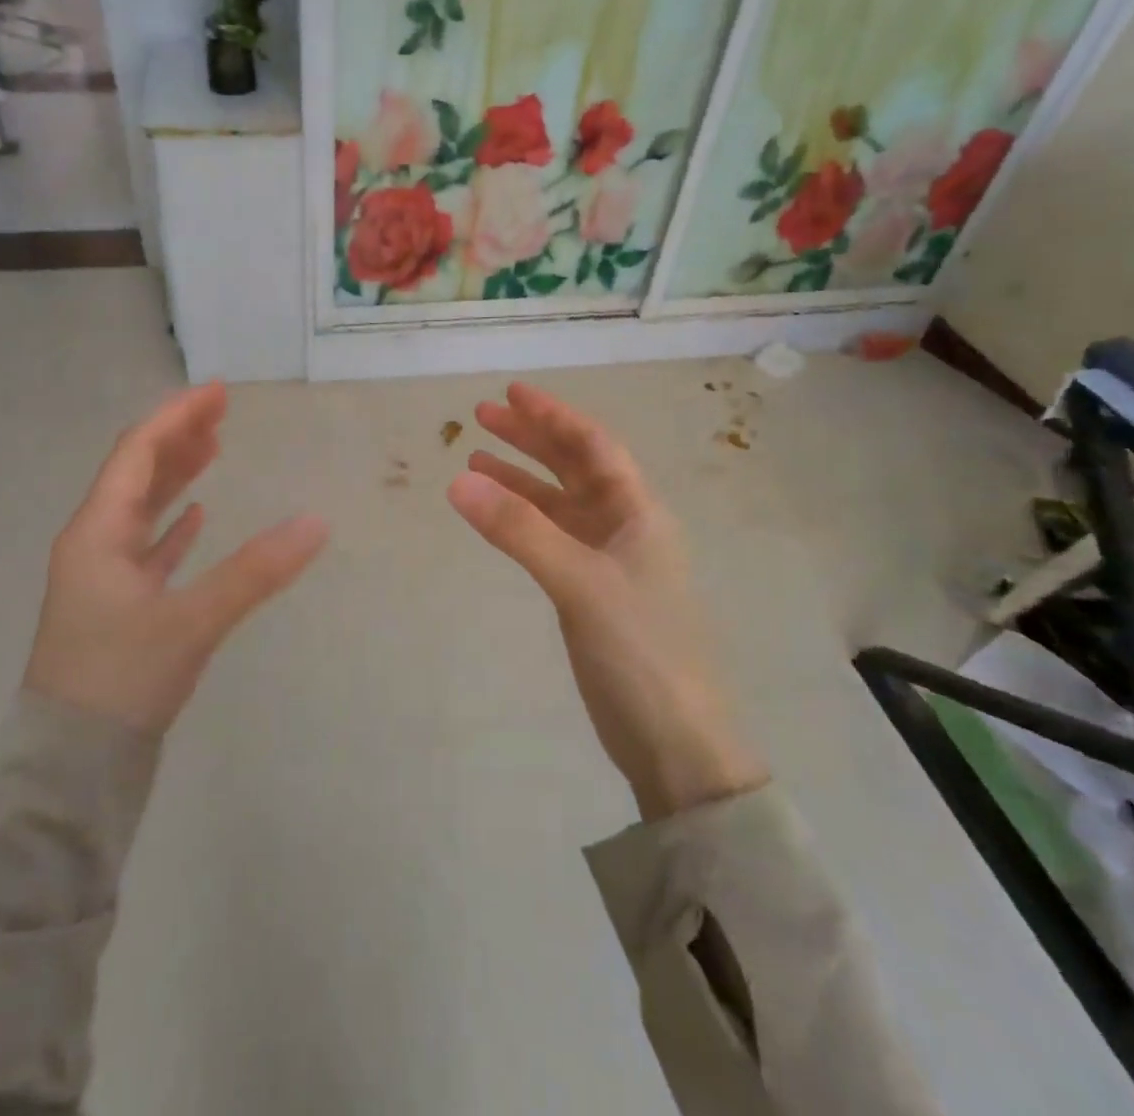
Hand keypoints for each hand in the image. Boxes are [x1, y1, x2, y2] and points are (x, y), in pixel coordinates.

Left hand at [25, 382, 328, 731]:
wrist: (72, 764)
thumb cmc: (122, 680)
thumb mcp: (192, 622)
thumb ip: (256, 572)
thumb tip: (317, 523)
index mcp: (97, 533)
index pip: (137, 454)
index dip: (177, 418)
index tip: (218, 392)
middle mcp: (94, 544)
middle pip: (137, 473)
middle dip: (179, 438)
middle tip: (222, 412)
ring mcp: (103, 576)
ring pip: (142, 508)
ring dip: (176, 475)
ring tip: (214, 448)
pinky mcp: (118, 606)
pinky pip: (148, 546)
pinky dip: (174, 525)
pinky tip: (198, 515)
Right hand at [448, 383, 768, 820]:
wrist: (676, 741)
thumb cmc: (641, 650)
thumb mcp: (579, 582)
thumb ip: (519, 530)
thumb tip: (457, 480)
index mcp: (639, 512)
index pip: (593, 446)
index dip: (554, 415)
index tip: (511, 392)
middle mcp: (625, 527)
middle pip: (573, 468)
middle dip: (530, 439)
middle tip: (481, 415)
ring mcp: (607, 562)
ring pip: (558, 504)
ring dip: (520, 479)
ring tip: (473, 458)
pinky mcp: (590, 594)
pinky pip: (550, 539)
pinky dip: (521, 521)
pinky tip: (494, 515)